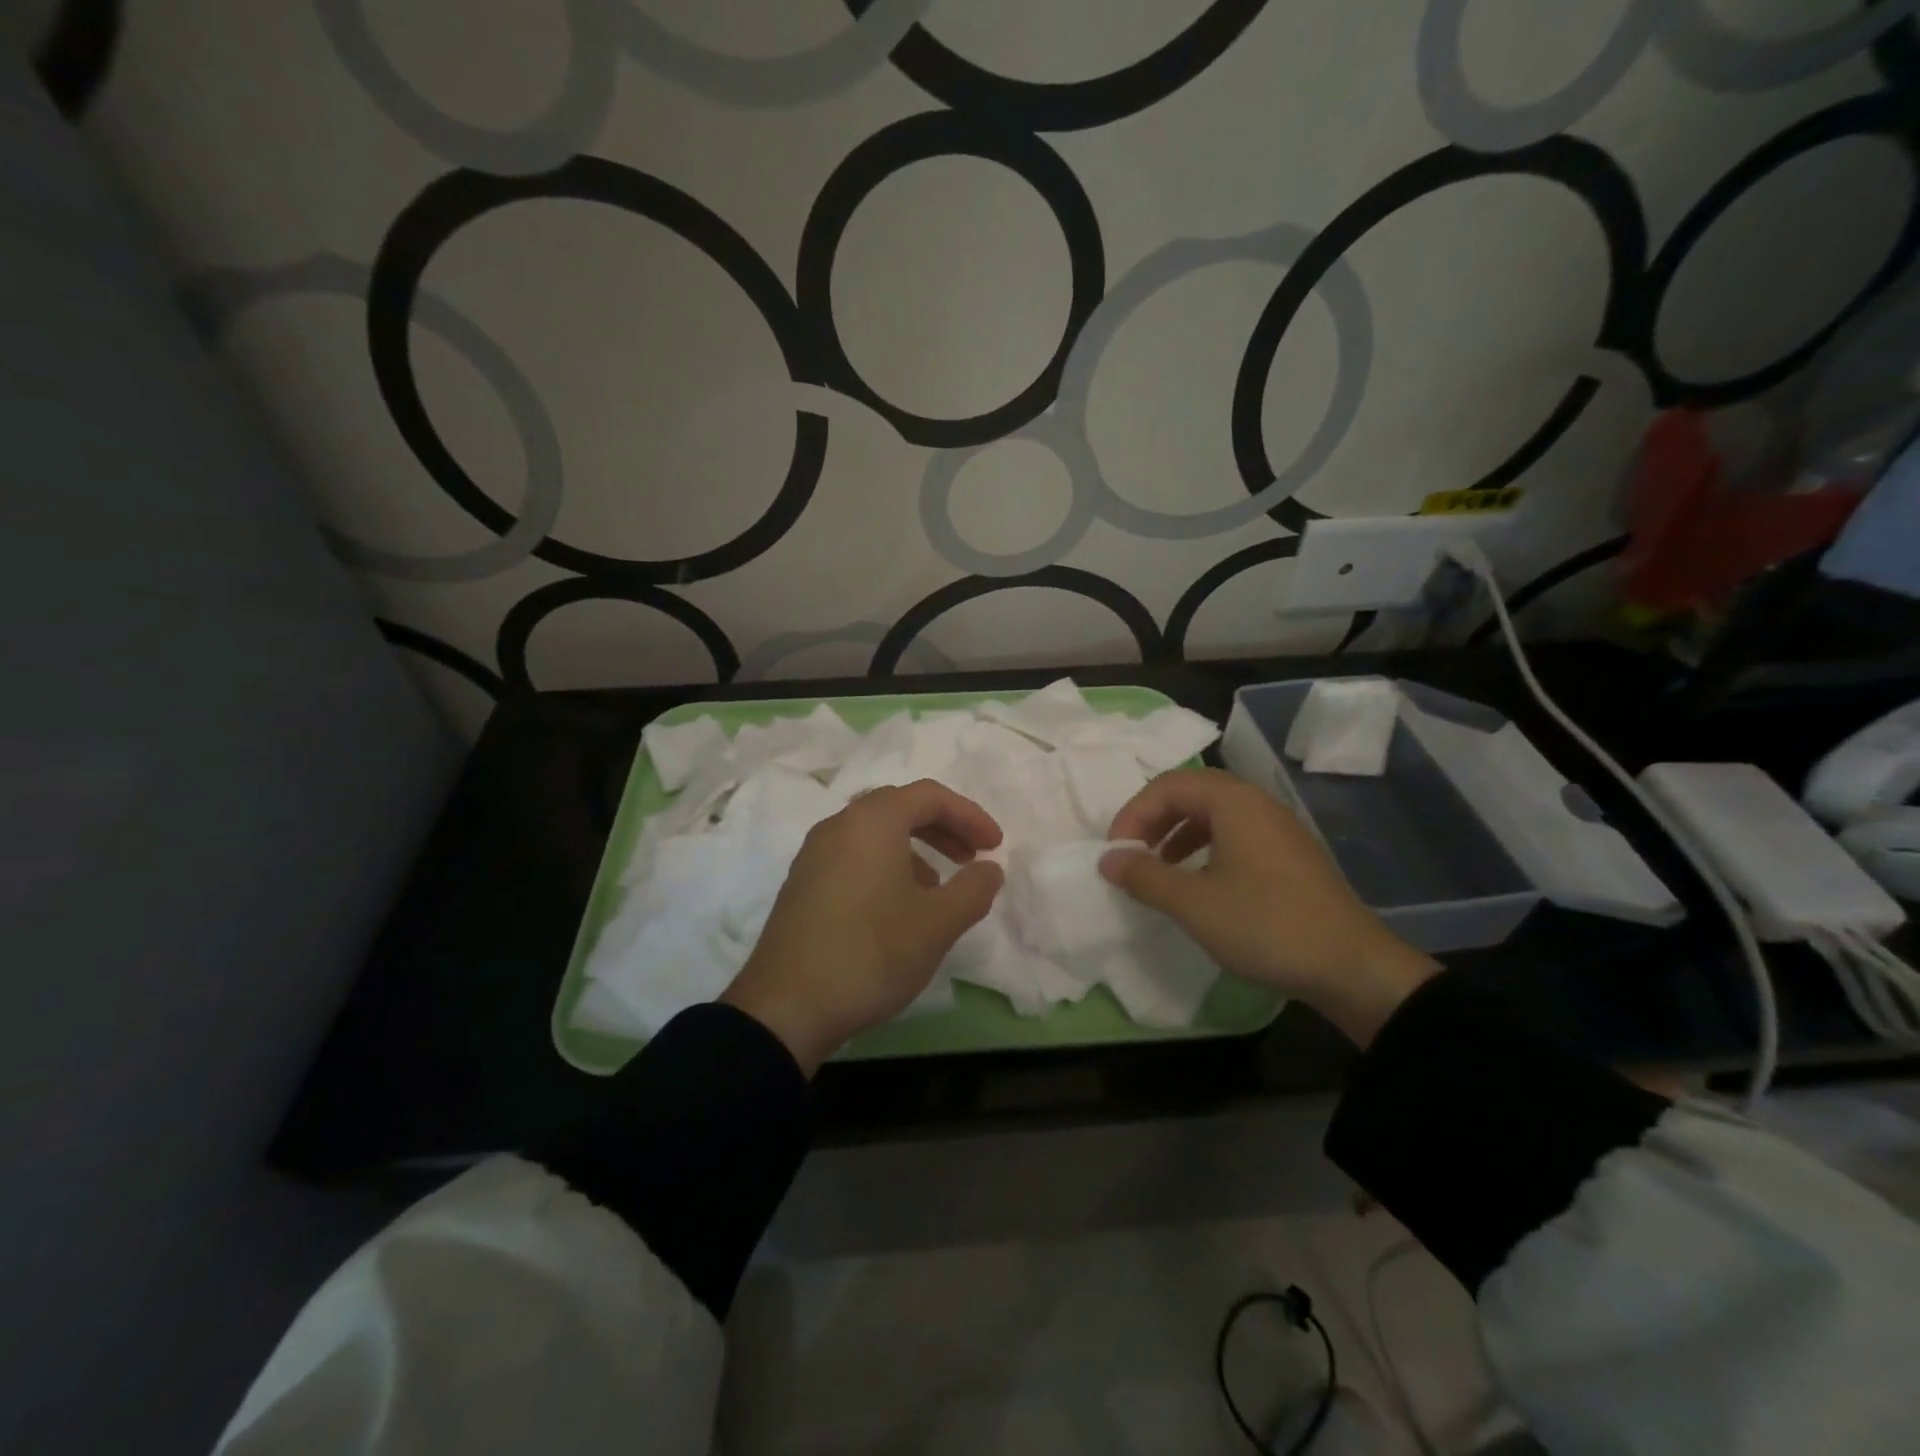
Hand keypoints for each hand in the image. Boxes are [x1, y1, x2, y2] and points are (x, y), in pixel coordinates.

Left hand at [721, 780, 1004, 1073]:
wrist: (786, 1007)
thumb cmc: (871, 953)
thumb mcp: (937, 924)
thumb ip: (973, 889)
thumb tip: (990, 869)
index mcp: (872, 821)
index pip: (929, 796)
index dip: (969, 815)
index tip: (995, 846)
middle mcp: (839, 826)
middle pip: (899, 808)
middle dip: (942, 828)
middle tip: (971, 857)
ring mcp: (814, 855)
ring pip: (875, 834)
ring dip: (915, 849)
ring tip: (938, 889)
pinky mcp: (802, 885)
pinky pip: (854, 857)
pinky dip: (886, 867)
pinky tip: (898, 909)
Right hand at [1100, 769, 1437, 1047]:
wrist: (1353, 968)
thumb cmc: (1266, 926)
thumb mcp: (1193, 904)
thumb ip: (1144, 876)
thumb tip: (1107, 859)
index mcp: (1233, 802)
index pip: (1167, 785)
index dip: (1133, 814)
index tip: (1116, 854)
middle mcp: (1256, 803)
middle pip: (1190, 794)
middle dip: (1152, 822)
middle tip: (1133, 857)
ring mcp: (1277, 829)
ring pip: (1212, 816)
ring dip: (1176, 836)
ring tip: (1159, 871)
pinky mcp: (1288, 856)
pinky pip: (1234, 836)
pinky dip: (1204, 850)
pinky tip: (1198, 885)